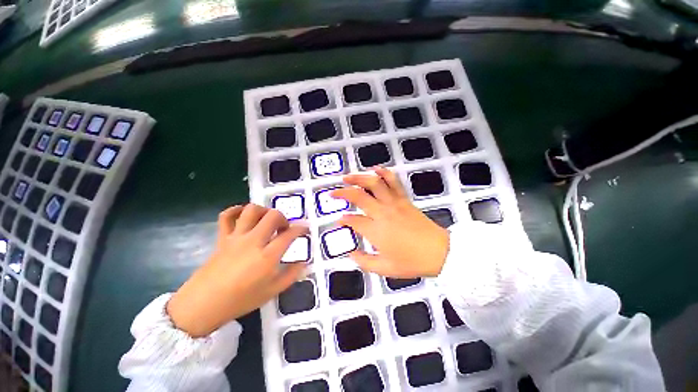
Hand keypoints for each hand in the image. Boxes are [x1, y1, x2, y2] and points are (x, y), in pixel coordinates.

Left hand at [167, 204, 307, 336]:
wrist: (203, 305)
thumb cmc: (240, 300)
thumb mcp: (272, 292)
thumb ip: (291, 275)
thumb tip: (304, 262)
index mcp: (267, 256)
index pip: (289, 234)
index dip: (301, 229)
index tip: (304, 230)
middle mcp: (254, 241)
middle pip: (273, 216)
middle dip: (283, 218)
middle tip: (284, 228)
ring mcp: (236, 237)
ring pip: (252, 211)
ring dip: (264, 211)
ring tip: (267, 220)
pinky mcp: (222, 237)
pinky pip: (227, 216)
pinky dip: (236, 210)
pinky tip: (243, 214)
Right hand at [331, 167, 448, 277]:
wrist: (439, 252)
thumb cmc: (411, 262)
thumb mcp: (385, 268)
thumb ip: (363, 262)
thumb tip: (350, 254)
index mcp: (375, 231)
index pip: (353, 221)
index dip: (343, 220)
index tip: (339, 221)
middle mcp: (382, 213)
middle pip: (358, 196)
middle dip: (342, 193)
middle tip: (333, 193)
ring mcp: (394, 203)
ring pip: (374, 184)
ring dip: (358, 178)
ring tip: (347, 177)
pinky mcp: (404, 199)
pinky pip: (393, 182)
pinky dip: (384, 173)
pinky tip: (375, 168)